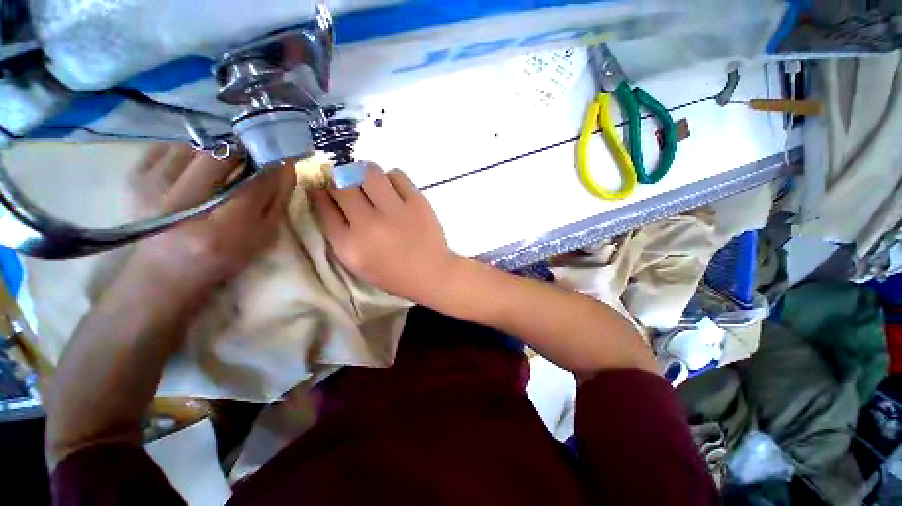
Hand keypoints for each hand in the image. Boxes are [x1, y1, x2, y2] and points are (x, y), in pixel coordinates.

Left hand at [129, 144, 295, 291]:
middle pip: (219, 156)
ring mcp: (150, 189)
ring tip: (218, 166)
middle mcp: (180, 206)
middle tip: (248, 158)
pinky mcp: (133, 178)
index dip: (270, 167)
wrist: (163, 271)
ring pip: (193, 146)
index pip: (253, 185)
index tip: (278, 158)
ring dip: (213, 151)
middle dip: (240, 152)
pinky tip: (192, 168)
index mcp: (220, 230)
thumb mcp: (260, 238)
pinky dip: (186, 151)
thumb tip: (285, 167)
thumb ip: (276, 203)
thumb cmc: (221, 258)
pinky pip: (167, 146)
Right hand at [310, 163, 457, 303]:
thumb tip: (330, 199)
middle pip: (342, 185)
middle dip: (340, 179)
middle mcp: (369, 225)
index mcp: (350, 245)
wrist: (431, 274)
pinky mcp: (417, 202)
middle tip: (350, 184)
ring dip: (364, 173)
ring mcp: (395, 211)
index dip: (321, 191)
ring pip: (368, 172)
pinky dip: (391, 178)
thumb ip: (341, 234)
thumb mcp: (358, 263)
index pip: (323, 206)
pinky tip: (394, 190)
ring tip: (372, 184)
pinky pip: (396, 175)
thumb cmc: (394, 273)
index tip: (324, 186)